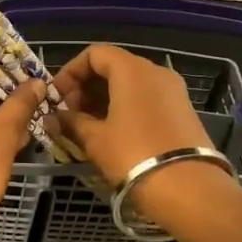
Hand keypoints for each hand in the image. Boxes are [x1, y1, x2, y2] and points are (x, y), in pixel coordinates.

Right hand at [52, 44, 238, 228]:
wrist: (188, 188)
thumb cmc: (134, 154)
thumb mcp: (95, 139)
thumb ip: (71, 122)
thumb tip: (53, 118)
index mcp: (133, 70)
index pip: (95, 53)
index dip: (70, 71)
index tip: (57, 97)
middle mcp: (156, 72)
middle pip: (114, 66)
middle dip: (86, 87)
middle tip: (70, 114)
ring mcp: (173, 91)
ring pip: (131, 84)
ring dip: (104, 99)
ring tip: (87, 126)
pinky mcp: (182, 111)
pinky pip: (146, 99)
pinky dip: (125, 107)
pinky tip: (113, 133)